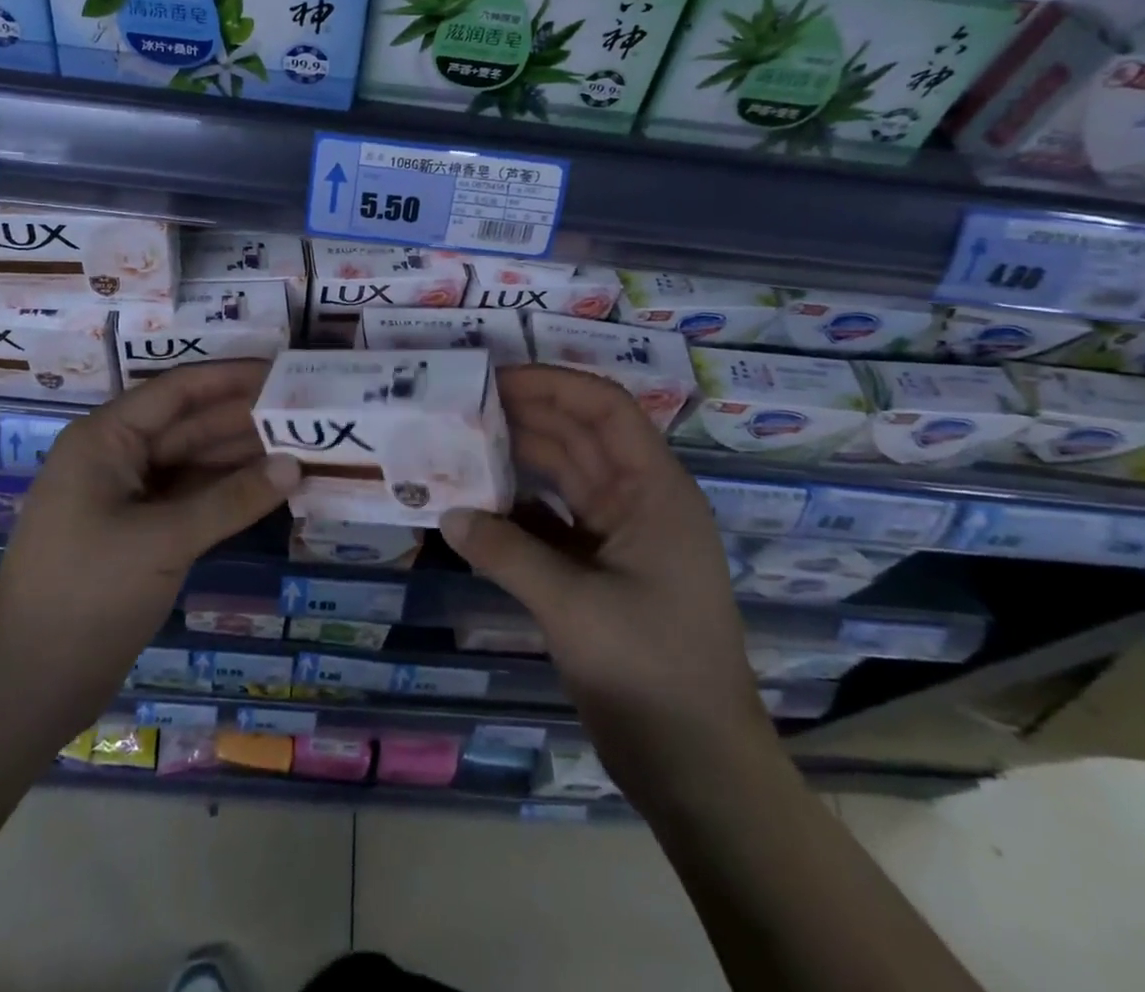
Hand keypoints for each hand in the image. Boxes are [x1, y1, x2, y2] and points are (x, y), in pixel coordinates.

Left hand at [0, 361, 299, 734]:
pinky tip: (270, 488)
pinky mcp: (140, 534)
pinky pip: (191, 499)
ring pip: (193, 463)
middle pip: (189, 425)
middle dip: (244, 419)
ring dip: (241, 457)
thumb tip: (295, 465)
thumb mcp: (163, 541)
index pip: (178, 391)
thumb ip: (232, 500)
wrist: (26, 686)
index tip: (284, 370)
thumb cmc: (86, 595)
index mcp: (105, 439)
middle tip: (306, 412)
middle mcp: (117, 458)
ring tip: (301, 445)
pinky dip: (227, 494)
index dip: (231, 378)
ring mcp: (128, 498)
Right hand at [441, 365, 772, 779]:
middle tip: (463, 405)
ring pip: (563, 477)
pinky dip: (517, 509)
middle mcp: (639, 502)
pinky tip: (477, 504)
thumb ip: (507, 552)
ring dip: (518, 459)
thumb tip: (448, 513)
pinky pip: (552, 521)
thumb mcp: (573, 606)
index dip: (553, 383)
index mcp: (654, 492)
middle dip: (525, 415)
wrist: (696, 765)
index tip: (496, 378)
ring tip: (462, 442)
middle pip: (580, 436)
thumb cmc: (650, 670)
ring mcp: (619, 537)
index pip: (606, 410)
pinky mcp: (599, 571)